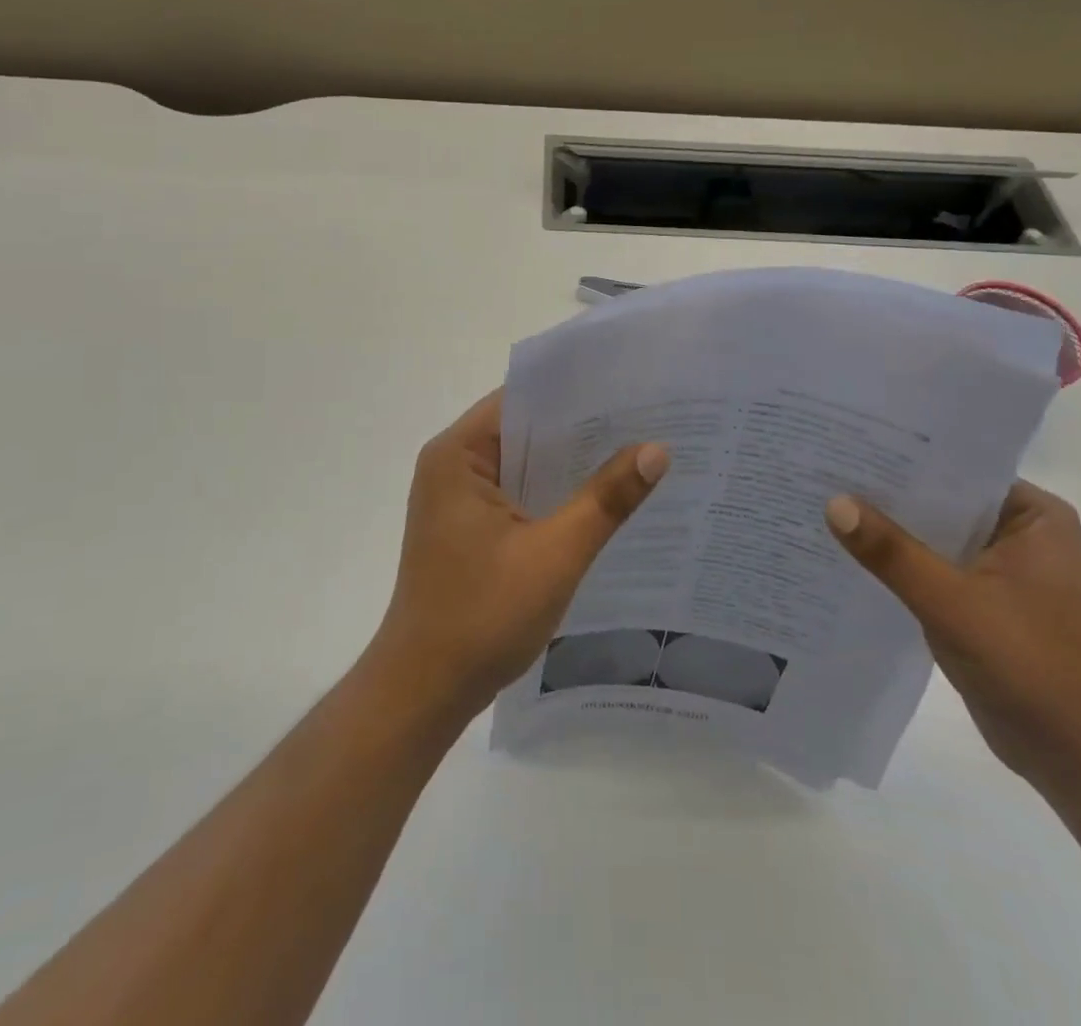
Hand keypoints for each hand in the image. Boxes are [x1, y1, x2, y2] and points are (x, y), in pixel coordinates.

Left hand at [367, 392, 669, 723]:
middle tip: (649, 420)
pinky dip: (554, 494)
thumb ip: (605, 500)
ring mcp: (458, 499)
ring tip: (636, 452)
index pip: (522, 400)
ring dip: (569, 464)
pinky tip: (601, 500)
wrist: (424, 690)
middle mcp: (452, 465)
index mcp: (458, 454)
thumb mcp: (554, 554)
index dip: (575, 392)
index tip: (631, 390)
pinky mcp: (468, 528)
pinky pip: (518, 493)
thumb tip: (656, 449)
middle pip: (524, 429)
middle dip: (581, 429)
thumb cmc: (481, 616)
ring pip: (523, 463)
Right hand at [825, 482, 1080, 801]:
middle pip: (940, 500)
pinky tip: (848, 555)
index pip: (956, 467)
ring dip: (889, 530)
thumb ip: (892, 553)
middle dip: (886, 493)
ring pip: (931, 535)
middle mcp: (1019, 532)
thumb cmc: (1032, 668)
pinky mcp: (981, 601)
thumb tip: (833, 502)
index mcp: (1033, 515)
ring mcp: (1000, 569)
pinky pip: (930, 567)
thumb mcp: (953, 603)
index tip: (845, 442)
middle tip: (821, 469)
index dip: (900, 455)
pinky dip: (897, 564)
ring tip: (822, 504)